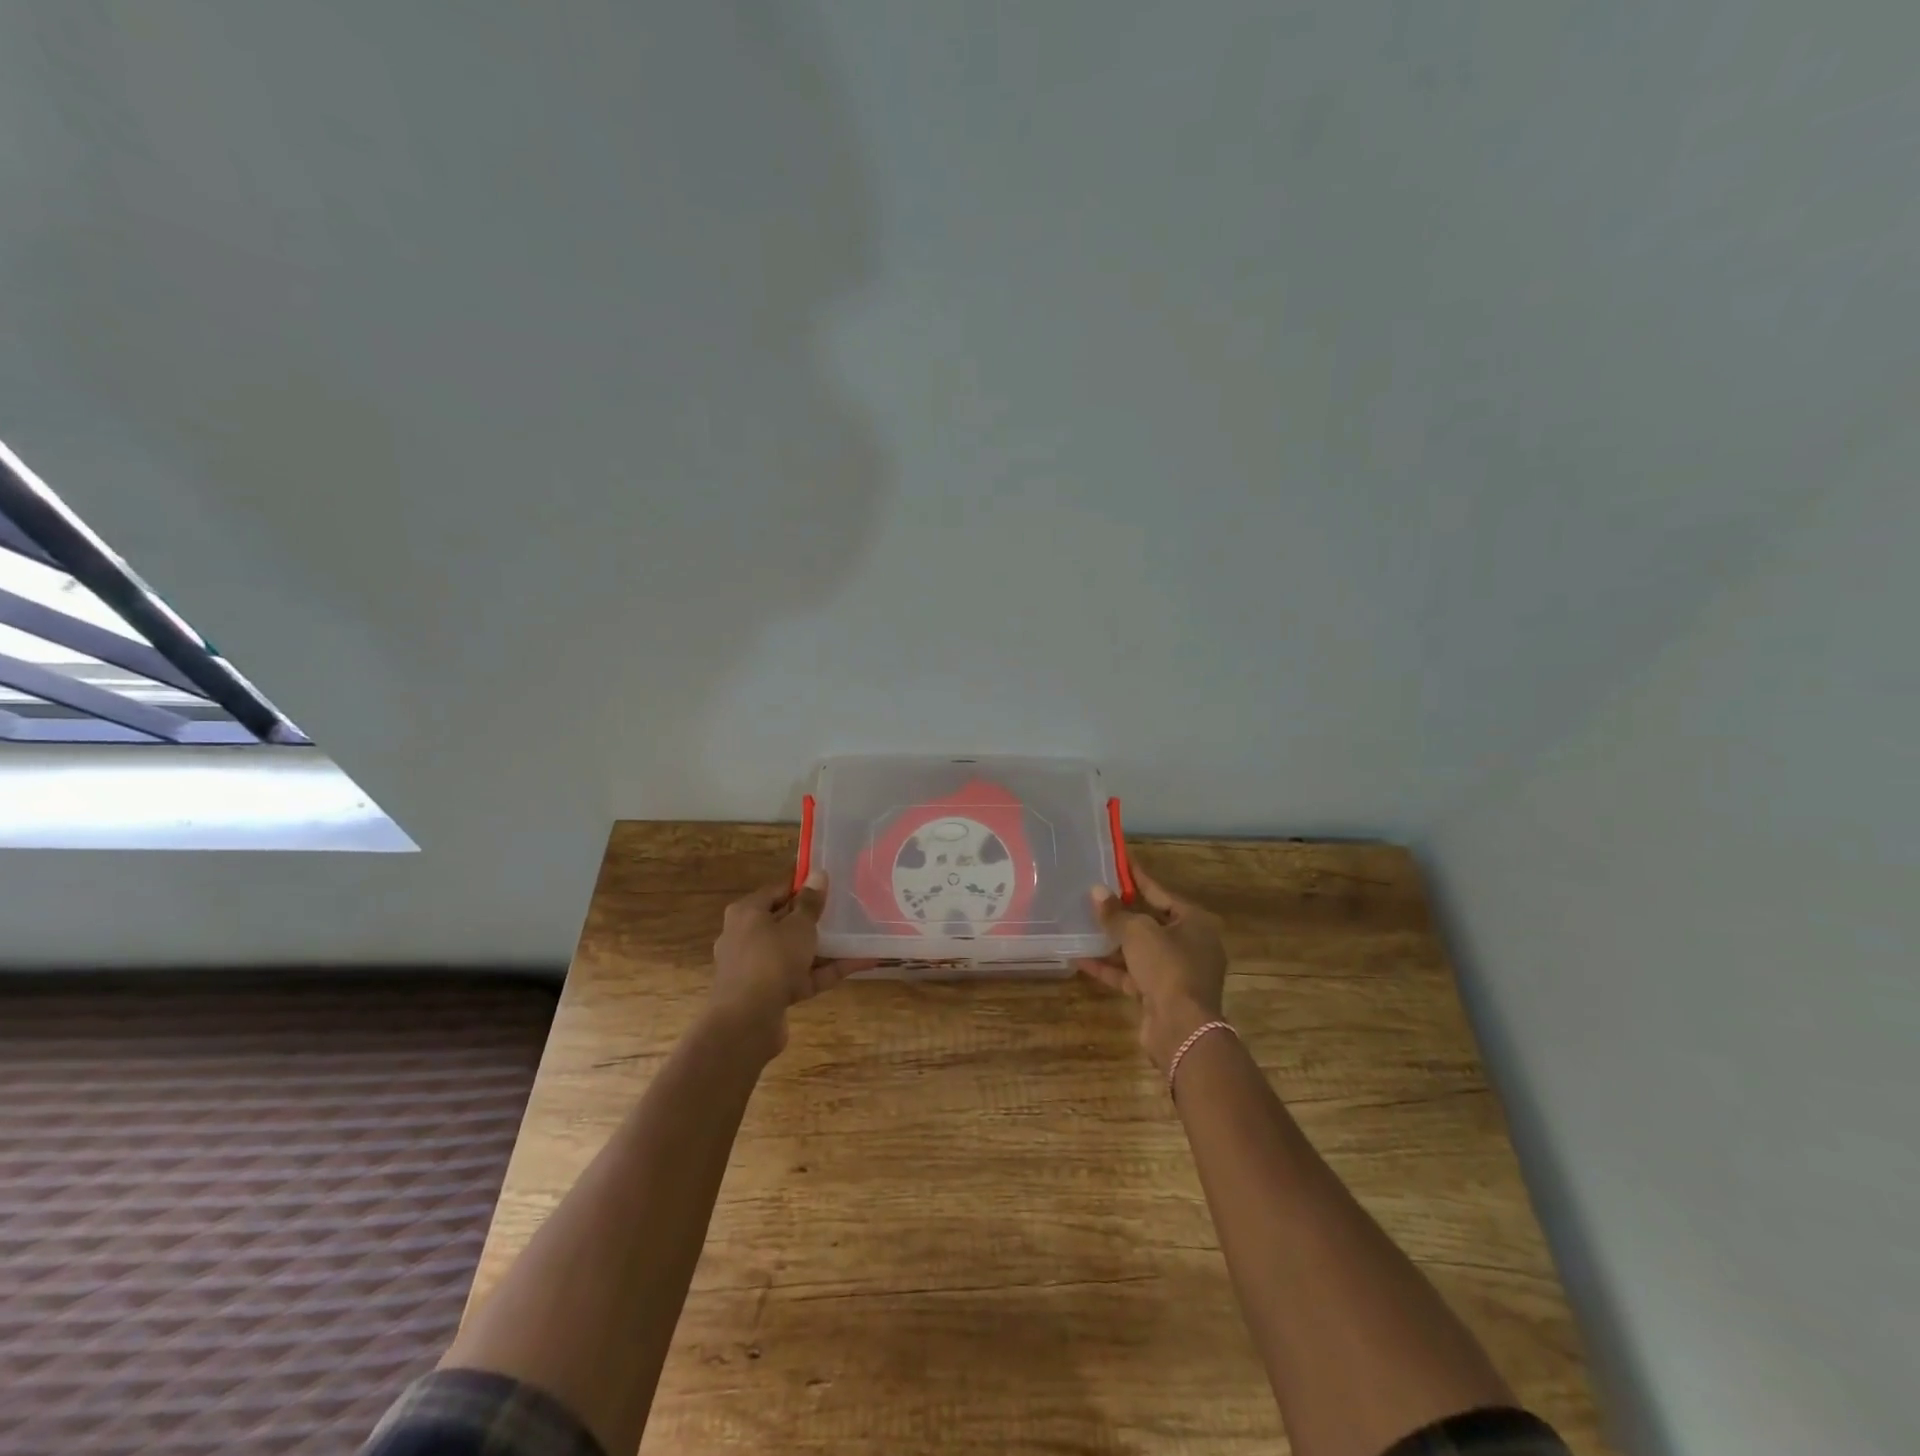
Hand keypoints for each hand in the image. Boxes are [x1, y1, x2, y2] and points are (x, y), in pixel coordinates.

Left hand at [709, 873, 862, 1058]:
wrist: (747, 1022)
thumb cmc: (771, 960)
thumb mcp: (798, 926)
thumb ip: (810, 902)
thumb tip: (819, 873)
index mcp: (747, 914)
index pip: (777, 891)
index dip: (803, 886)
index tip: (831, 884)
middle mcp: (747, 938)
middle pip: (786, 922)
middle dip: (816, 919)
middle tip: (846, 909)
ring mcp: (759, 968)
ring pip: (796, 951)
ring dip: (826, 946)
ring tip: (859, 936)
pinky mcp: (771, 994)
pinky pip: (803, 975)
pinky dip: (827, 970)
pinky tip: (860, 962)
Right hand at [1076, 865, 1228, 1070]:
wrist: (1182, 1028)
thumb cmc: (1167, 967)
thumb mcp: (1138, 933)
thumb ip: (1116, 913)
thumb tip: (1097, 891)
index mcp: (1194, 922)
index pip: (1161, 893)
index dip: (1138, 879)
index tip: (1119, 864)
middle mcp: (1190, 945)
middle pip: (1151, 922)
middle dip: (1122, 912)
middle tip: (1096, 895)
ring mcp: (1176, 972)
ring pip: (1140, 950)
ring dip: (1113, 941)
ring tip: (1083, 924)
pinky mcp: (1161, 995)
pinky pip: (1133, 974)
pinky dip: (1110, 967)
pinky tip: (1081, 959)